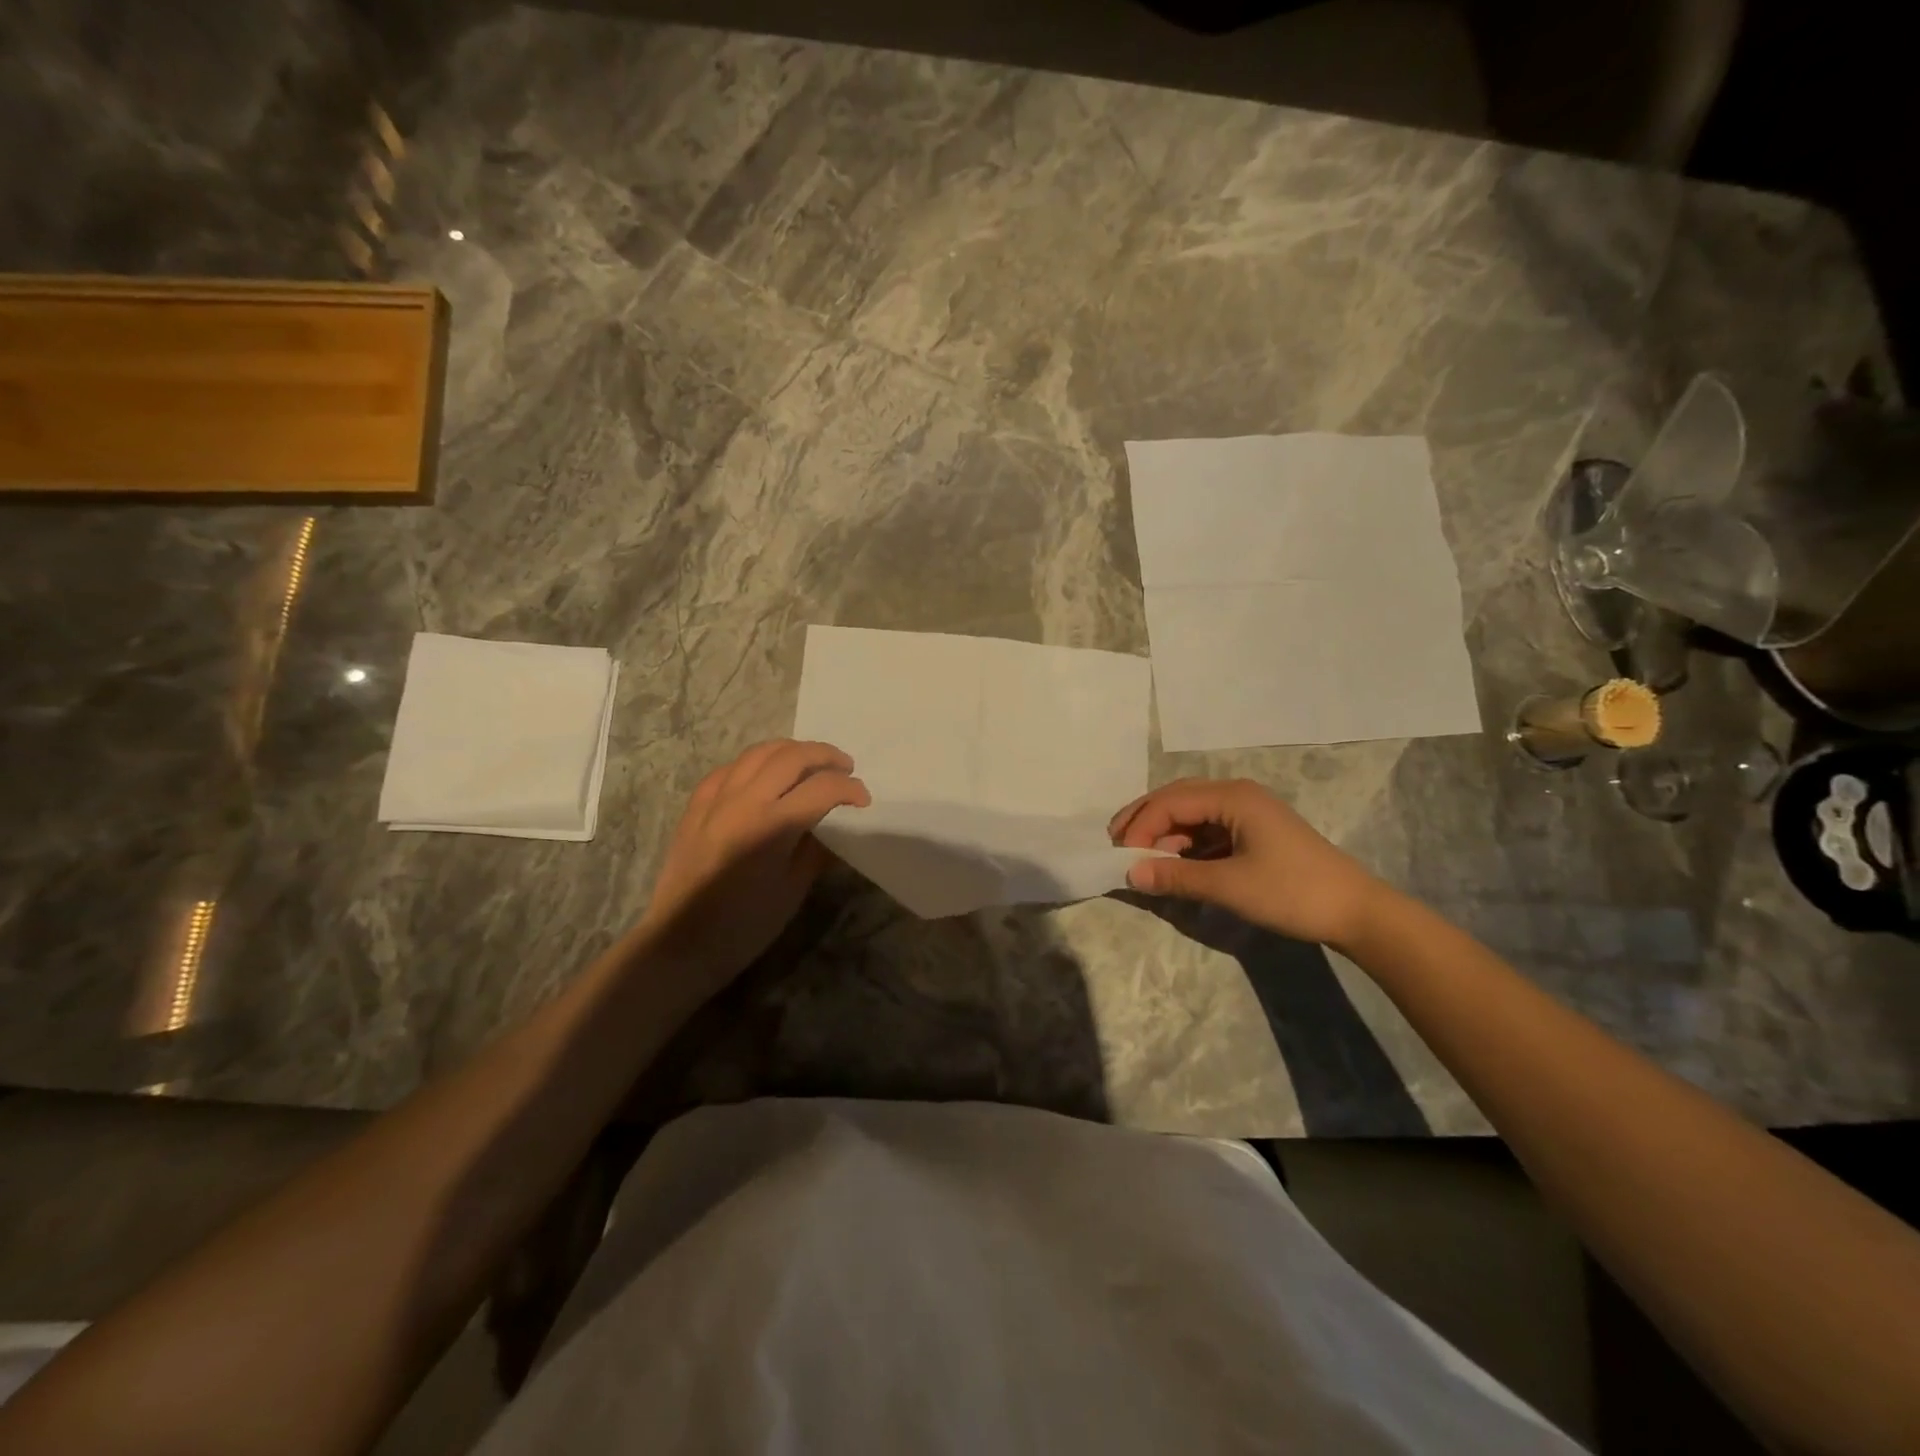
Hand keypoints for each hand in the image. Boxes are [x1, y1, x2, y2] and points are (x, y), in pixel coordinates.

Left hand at [637, 740, 869, 985]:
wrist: (680, 941)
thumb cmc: (744, 926)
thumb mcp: (792, 891)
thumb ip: (816, 851)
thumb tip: (834, 828)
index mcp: (772, 826)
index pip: (823, 788)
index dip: (850, 788)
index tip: (863, 800)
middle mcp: (744, 801)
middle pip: (792, 757)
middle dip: (825, 756)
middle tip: (845, 767)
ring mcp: (716, 798)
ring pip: (759, 752)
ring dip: (792, 750)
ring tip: (810, 761)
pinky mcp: (696, 805)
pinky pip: (730, 768)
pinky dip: (755, 763)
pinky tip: (764, 775)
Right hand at [1109, 778, 1384, 949]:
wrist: (1356, 912)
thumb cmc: (1292, 892)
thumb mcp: (1229, 885)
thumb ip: (1176, 877)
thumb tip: (1131, 874)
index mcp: (1233, 797)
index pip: (1170, 802)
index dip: (1140, 826)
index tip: (1120, 855)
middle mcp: (1237, 795)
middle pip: (1177, 799)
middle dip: (1145, 821)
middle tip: (1116, 845)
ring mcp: (1247, 813)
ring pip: (1191, 815)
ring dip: (1164, 835)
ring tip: (1141, 859)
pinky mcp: (1253, 833)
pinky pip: (1207, 831)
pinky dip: (1185, 845)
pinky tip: (1173, 864)